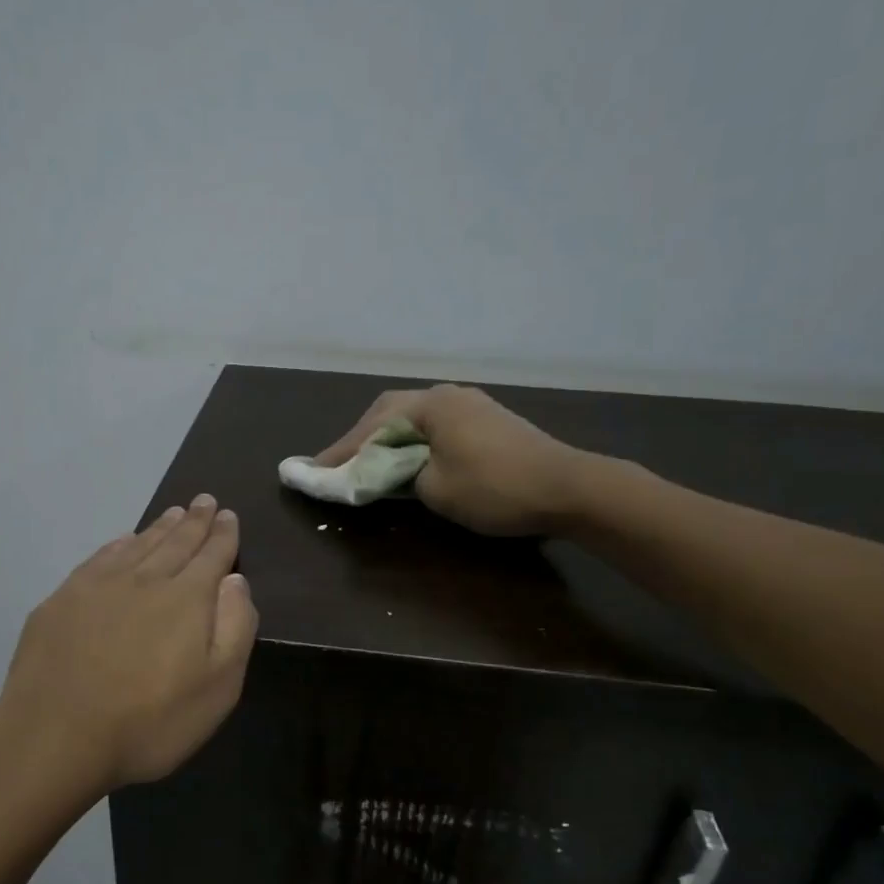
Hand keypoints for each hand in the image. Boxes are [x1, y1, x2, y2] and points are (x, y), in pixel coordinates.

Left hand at [0, 495, 257, 792]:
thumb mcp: (218, 687)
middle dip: (194, 521)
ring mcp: (98, 586)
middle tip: (204, 500)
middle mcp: (145, 579)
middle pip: (176, 542)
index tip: (227, 514)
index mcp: (186, 598)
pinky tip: (123, 541)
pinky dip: (119, 544)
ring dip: (159, 527)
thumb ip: (235, 627)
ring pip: (138, 545)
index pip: (212, 555)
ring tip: (173, 512)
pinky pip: (100, 558)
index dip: (223, 534)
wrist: (56, 736)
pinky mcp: (63, 600)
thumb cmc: (150, 721)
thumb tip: (235, 580)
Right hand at [315, 383, 590, 535]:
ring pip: (414, 416)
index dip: (341, 450)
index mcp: (431, 405)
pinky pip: (436, 424)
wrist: (570, 487)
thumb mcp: (436, 488)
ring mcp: (471, 404)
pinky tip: (410, 458)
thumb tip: (388, 472)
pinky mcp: (488, 419)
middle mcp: (448, 395)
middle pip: (391, 411)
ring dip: (388, 437)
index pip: (372, 425)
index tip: (314, 470)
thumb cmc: (496, 488)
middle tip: (339, 464)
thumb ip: (400, 476)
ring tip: (369, 461)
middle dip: (362, 437)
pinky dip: (414, 440)